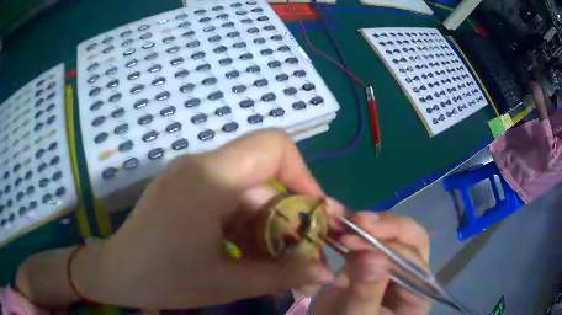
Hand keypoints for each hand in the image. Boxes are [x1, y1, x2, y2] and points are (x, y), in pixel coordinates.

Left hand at [76, 130, 335, 307]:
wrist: (117, 272)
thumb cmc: (164, 280)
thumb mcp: (228, 283)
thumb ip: (283, 275)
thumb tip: (326, 271)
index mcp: (209, 178)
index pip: (273, 146)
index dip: (304, 174)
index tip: (314, 213)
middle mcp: (201, 165)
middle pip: (264, 176)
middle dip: (287, 215)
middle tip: (299, 252)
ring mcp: (191, 174)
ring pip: (248, 191)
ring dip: (266, 225)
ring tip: (270, 262)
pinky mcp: (186, 187)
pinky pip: (229, 198)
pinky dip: (245, 224)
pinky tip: (243, 253)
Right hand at [311, 212, 430, 314]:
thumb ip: (366, 293)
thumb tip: (372, 256)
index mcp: (417, 293)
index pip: (414, 261)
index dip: (389, 246)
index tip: (356, 238)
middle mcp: (411, 274)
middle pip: (411, 240)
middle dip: (385, 227)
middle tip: (356, 222)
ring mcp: (392, 264)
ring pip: (392, 234)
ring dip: (368, 225)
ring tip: (343, 221)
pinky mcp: (373, 259)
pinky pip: (370, 238)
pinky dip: (354, 228)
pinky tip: (340, 220)